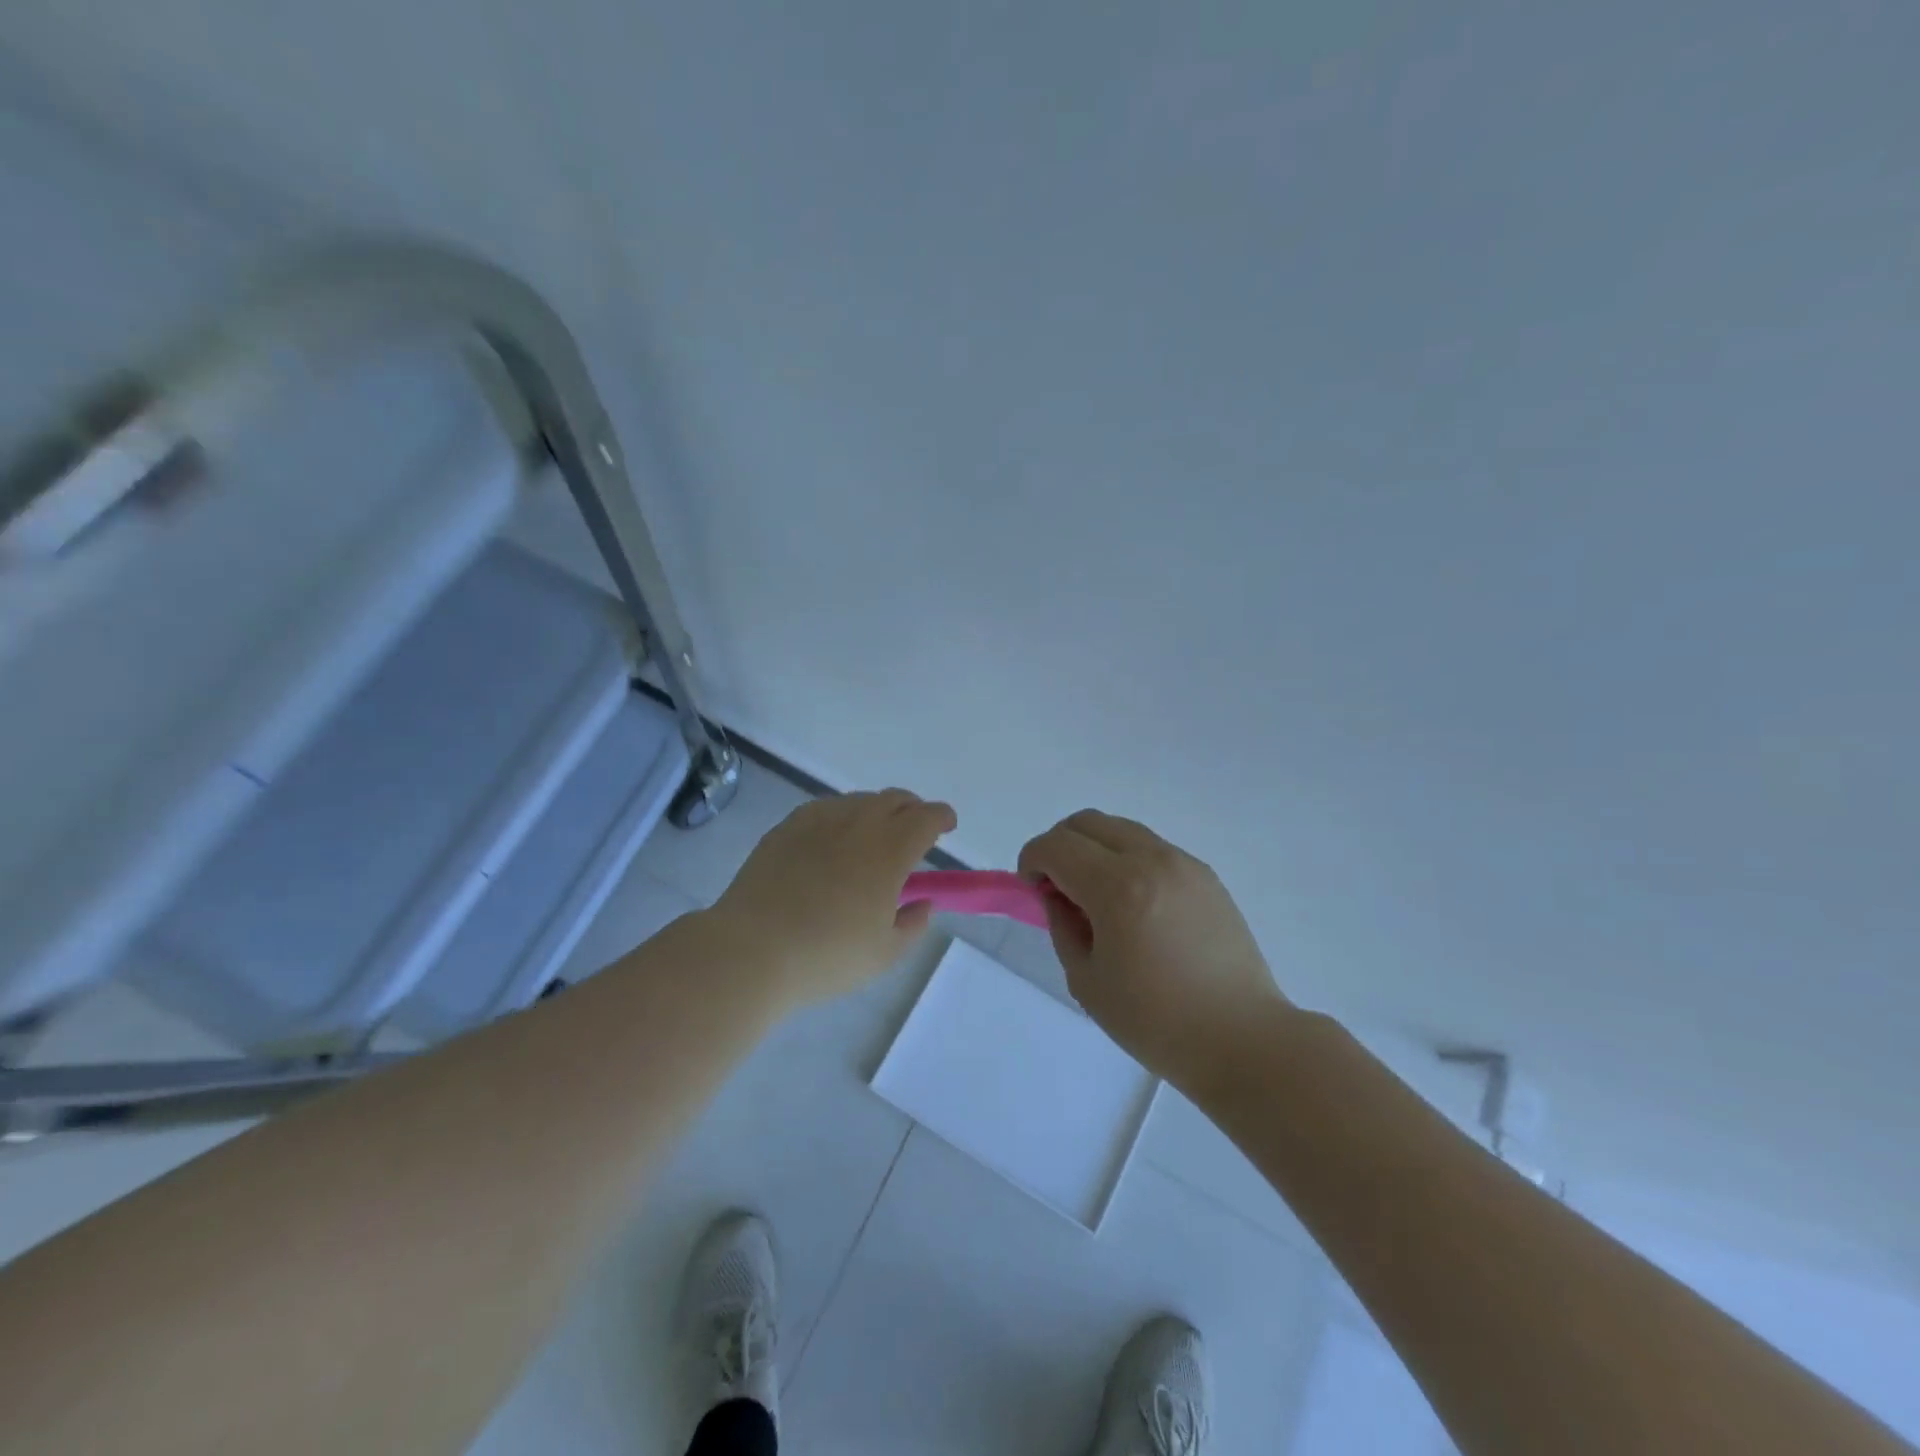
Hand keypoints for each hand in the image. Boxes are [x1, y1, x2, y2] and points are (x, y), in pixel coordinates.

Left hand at [710, 789, 956, 1009]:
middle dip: (912, 809)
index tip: (947, 826)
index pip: (926, 817)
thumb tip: (922, 903)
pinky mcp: (786, 827)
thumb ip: (913, 925)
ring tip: (873, 835)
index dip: (942, 817)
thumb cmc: (826, 956)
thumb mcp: (884, 954)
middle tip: (915, 829)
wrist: (751, 949)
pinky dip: (842, 816)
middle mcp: (858, 824)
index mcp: (889, 850)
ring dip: (877, 811)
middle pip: (895, 799)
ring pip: (859, 800)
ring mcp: (818, 820)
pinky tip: (833, 838)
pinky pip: (825, 808)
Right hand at [1019, 810, 1286, 1087]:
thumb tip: (1056, 895)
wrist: (1242, 1039)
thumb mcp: (1087, 980)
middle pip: (1087, 822)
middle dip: (1060, 846)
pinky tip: (1135, 905)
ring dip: (1095, 849)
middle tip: (1058, 887)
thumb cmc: (1156, 1022)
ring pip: (1121, 829)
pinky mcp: (1205, 875)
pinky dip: (1127, 859)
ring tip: (1098, 897)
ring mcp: (1183, 863)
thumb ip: (1062, 925)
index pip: (1057, 845)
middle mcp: (1151, 860)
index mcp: (1117, 888)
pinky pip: (1152, 847)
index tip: (1032, 889)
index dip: (1032, 860)